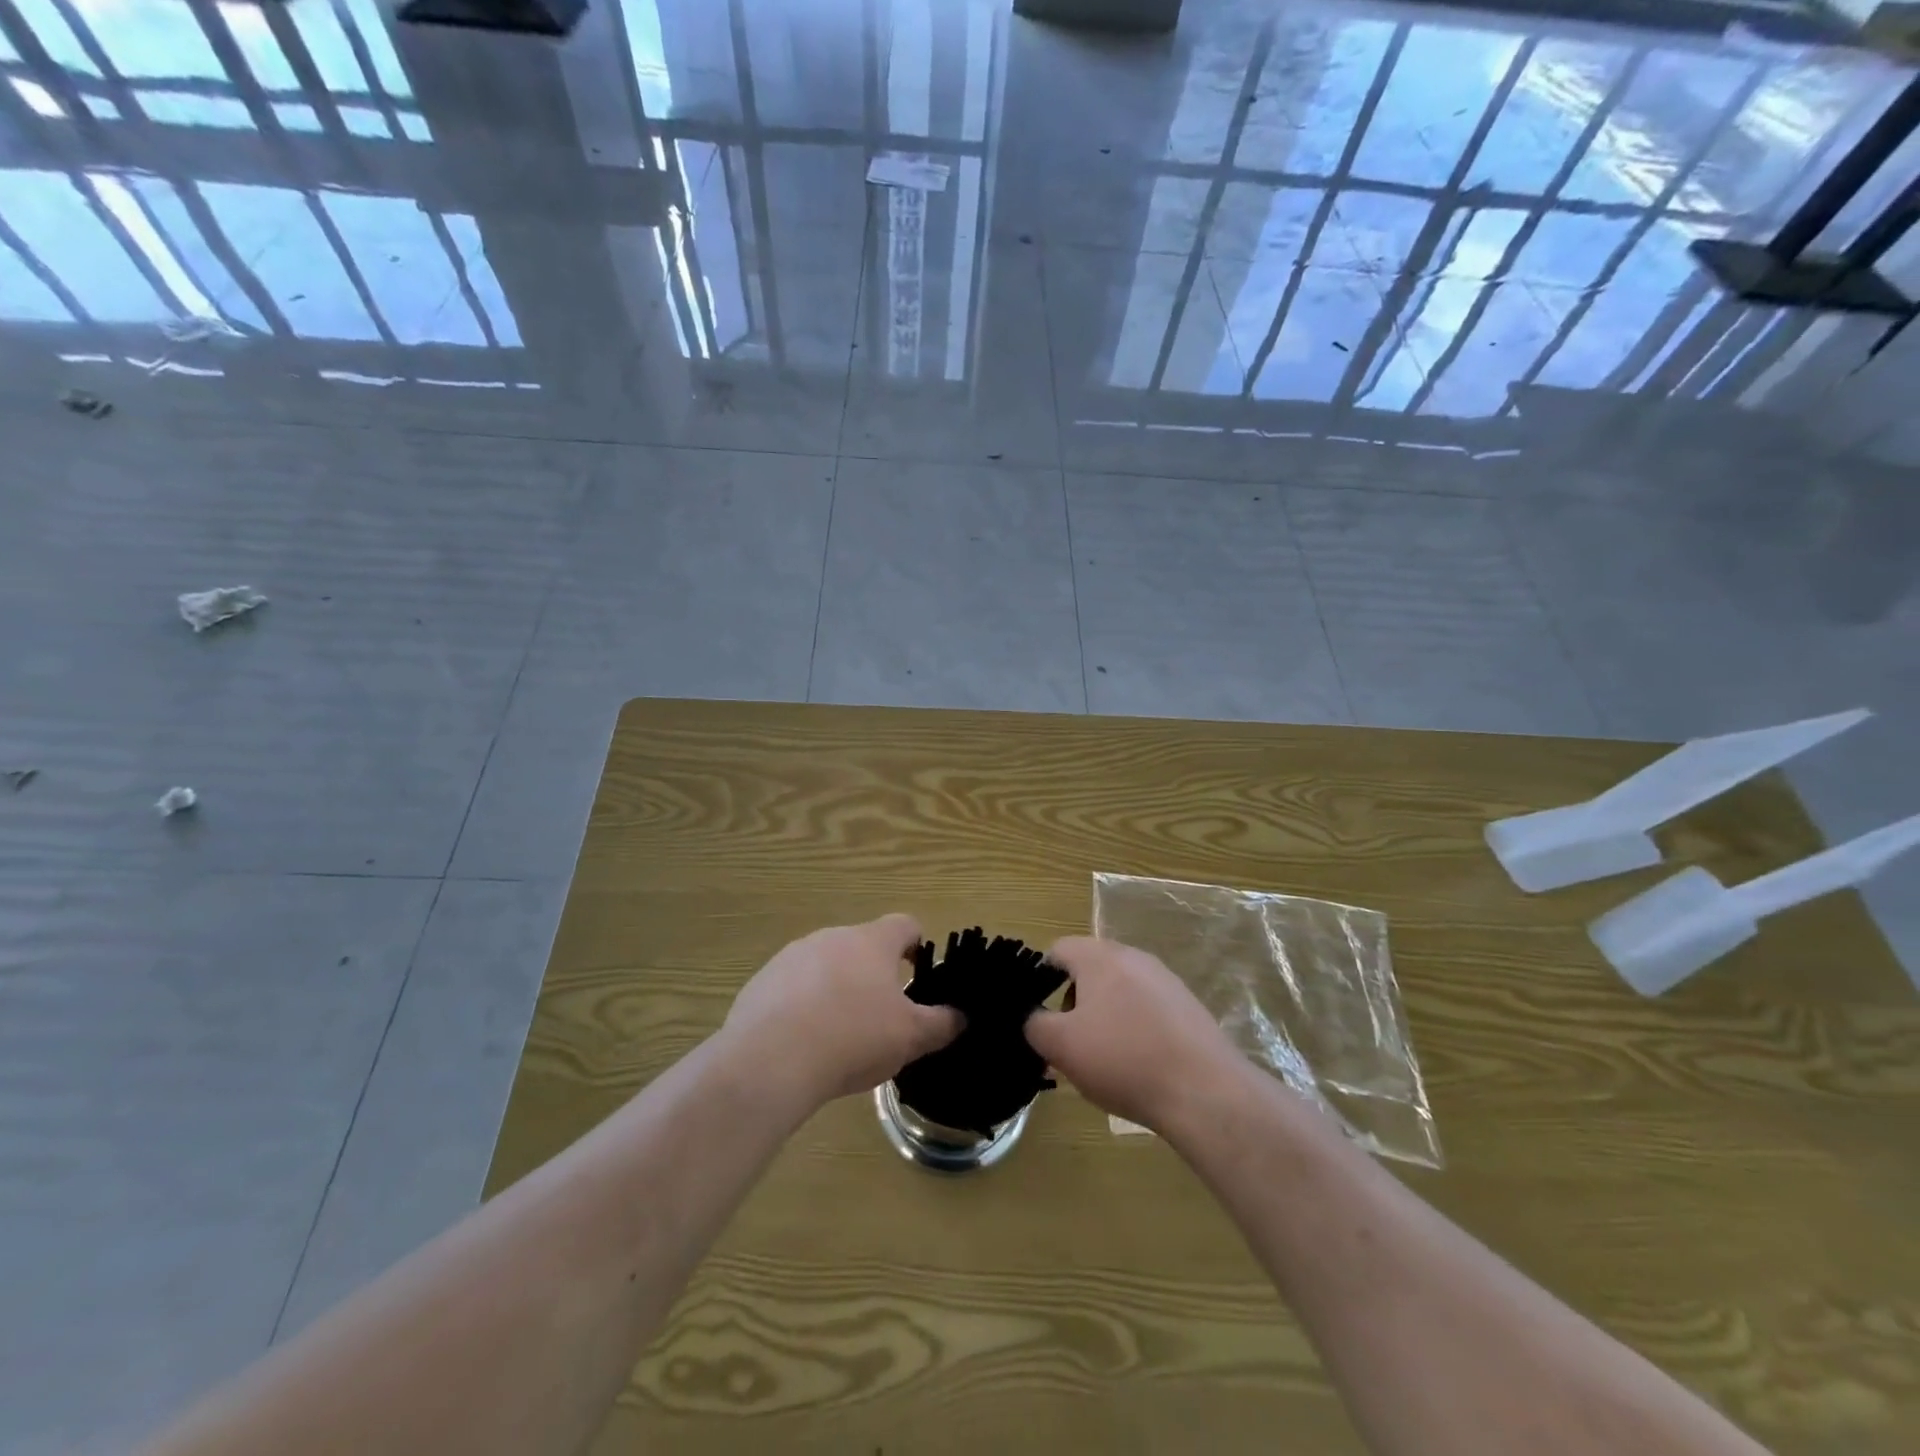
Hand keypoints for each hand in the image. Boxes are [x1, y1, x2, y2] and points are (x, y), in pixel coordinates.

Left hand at [719, 914, 961, 1111]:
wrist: (770, 1059)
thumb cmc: (854, 1037)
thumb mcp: (910, 1037)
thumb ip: (941, 1024)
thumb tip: (961, 1016)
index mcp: (873, 941)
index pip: (905, 925)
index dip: (916, 946)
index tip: (918, 976)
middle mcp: (833, 936)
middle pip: (863, 946)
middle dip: (874, 975)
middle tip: (881, 1016)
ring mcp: (793, 955)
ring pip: (826, 965)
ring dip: (836, 988)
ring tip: (838, 1034)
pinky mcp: (763, 980)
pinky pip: (792, 987)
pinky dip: (802, 1006)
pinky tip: (802, 1043)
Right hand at [1024, 936, 1245, 1132]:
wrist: (1205, 1091)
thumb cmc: (1124, 1060)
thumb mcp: (1061, 1046)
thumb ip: (1034, 1025)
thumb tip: (1032, 1018)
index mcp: (1100, 956)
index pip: (1057, 950)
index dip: (1040, 980)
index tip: (1040, 1018)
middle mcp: (1133, 956)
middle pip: (1089, 970)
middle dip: (1073, 1003)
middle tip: (1069, 1043)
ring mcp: (1165, 979)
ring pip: (1119, 990)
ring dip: (1103, 1017)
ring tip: (1103, 1060)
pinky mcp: (1187, 1006)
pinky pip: (1147, 1008)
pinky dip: (1134, 1028)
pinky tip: (1138, 1065)